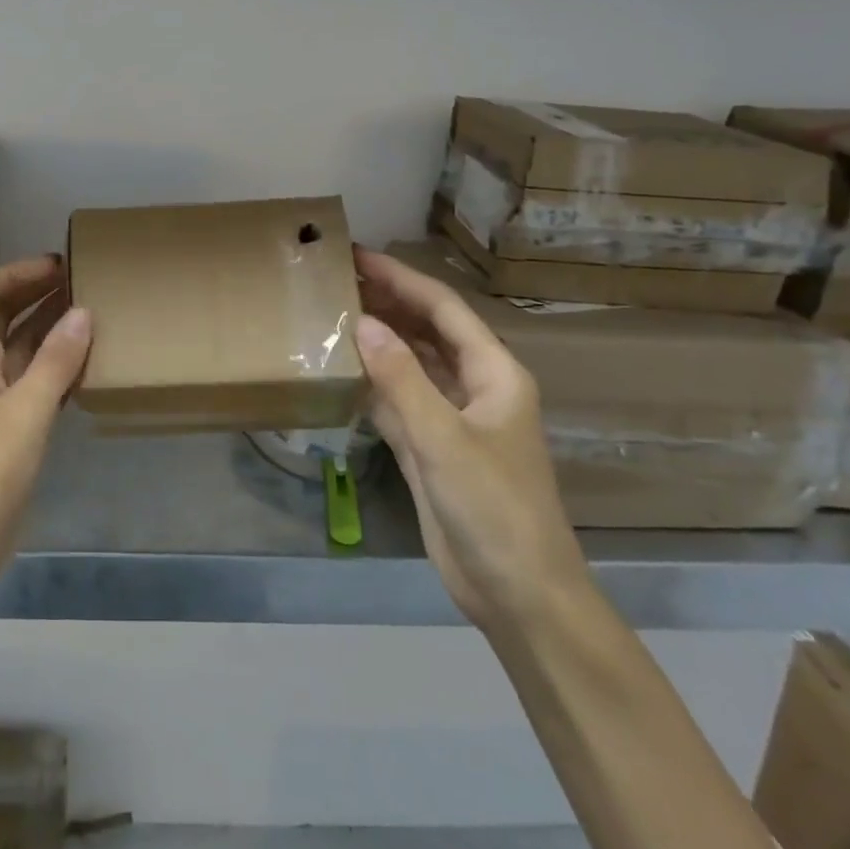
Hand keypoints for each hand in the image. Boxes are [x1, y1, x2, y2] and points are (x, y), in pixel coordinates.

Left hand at [0, 255, 91, 591]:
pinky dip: (61, 369)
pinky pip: (38, 386)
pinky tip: (91, 366)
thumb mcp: (24, 413)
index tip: (58, 265)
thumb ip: (55, 362)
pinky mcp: (11, 435)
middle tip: (84, 281)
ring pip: (24, 351)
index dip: (14, 273)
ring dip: (52, 328)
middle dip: (37, 293)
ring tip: (95, 313)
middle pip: (3, 317)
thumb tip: (83, 311)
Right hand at [352, 247, 588, 631]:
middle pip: (426, 331)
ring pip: (410, 364)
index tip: (357, 256)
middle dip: (387, 302)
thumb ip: (402, 379)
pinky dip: (371, 382)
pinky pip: (397, 400)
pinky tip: (340, 369)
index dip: (401, 279)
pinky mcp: (431, 447)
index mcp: (494, 374)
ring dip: (378, 340)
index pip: (443, 310)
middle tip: (336, 280)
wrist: (517, 592)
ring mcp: (451, 418)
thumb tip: (362, 323)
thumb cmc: (494, 508)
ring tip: (332, 314)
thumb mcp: (444, 439)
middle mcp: (474, 387)